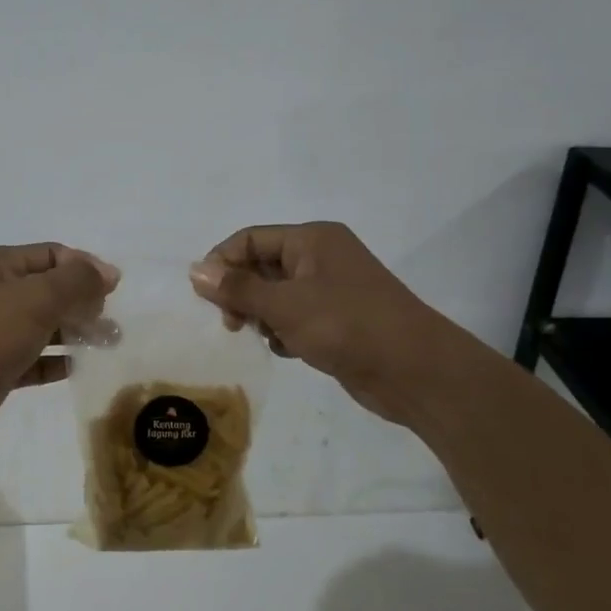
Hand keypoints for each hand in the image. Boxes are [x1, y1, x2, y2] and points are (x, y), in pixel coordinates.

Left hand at [0, 244, 118, 450]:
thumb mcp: (38, 297)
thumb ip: (78, 281)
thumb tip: (108, 273)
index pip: (52, 254)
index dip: (85, 267)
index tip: (115, 291)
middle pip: (50, 289)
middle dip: (84, 301)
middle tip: (113, 323)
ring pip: (44, 325)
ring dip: (76, 332)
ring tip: (109, 344)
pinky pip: (34, 358)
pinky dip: (57, 361)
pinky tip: (80, 368)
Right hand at [190, 222, 449, 427]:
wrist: (415, 371)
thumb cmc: (347, 326)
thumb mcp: (285, 305)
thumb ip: (238, 289)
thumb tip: (194, 271)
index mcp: (312, 239)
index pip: (251, 239)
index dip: (223, 262)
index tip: (205, 297)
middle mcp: (320, 257)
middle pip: (262, 265)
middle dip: (242, 293)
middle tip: (232, 323)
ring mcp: (331, 290)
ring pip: (276, 295)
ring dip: (262, 315)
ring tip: (263, 337)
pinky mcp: (337, 320)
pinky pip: (294, 317)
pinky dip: (284, 332)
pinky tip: (287, 350)